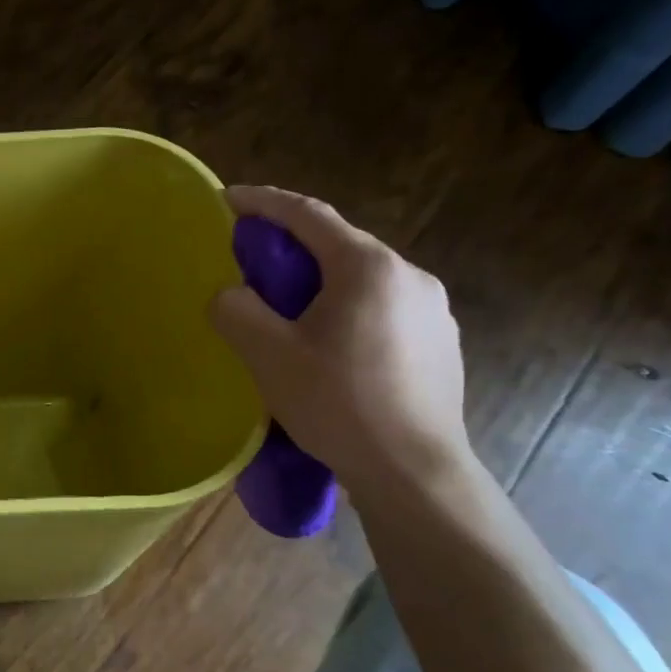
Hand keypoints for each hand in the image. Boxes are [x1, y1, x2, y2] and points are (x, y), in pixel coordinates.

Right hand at [209, 187, 470, 491]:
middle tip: (252, 263)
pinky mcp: (441, 343)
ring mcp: (434, 310)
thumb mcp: (269, 355)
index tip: (229, 199)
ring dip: (322, 281)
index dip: (264, 202)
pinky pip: (383, 307)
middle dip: (291, 245)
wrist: (414, 471)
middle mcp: (410, 275)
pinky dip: (348, 308)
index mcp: (368, 267)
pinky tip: (332, 345)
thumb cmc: (339, 405)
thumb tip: (232, 295)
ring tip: (289, 310)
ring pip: (363, 278)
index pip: (308, 215)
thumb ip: (237, 311)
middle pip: (339, 244)